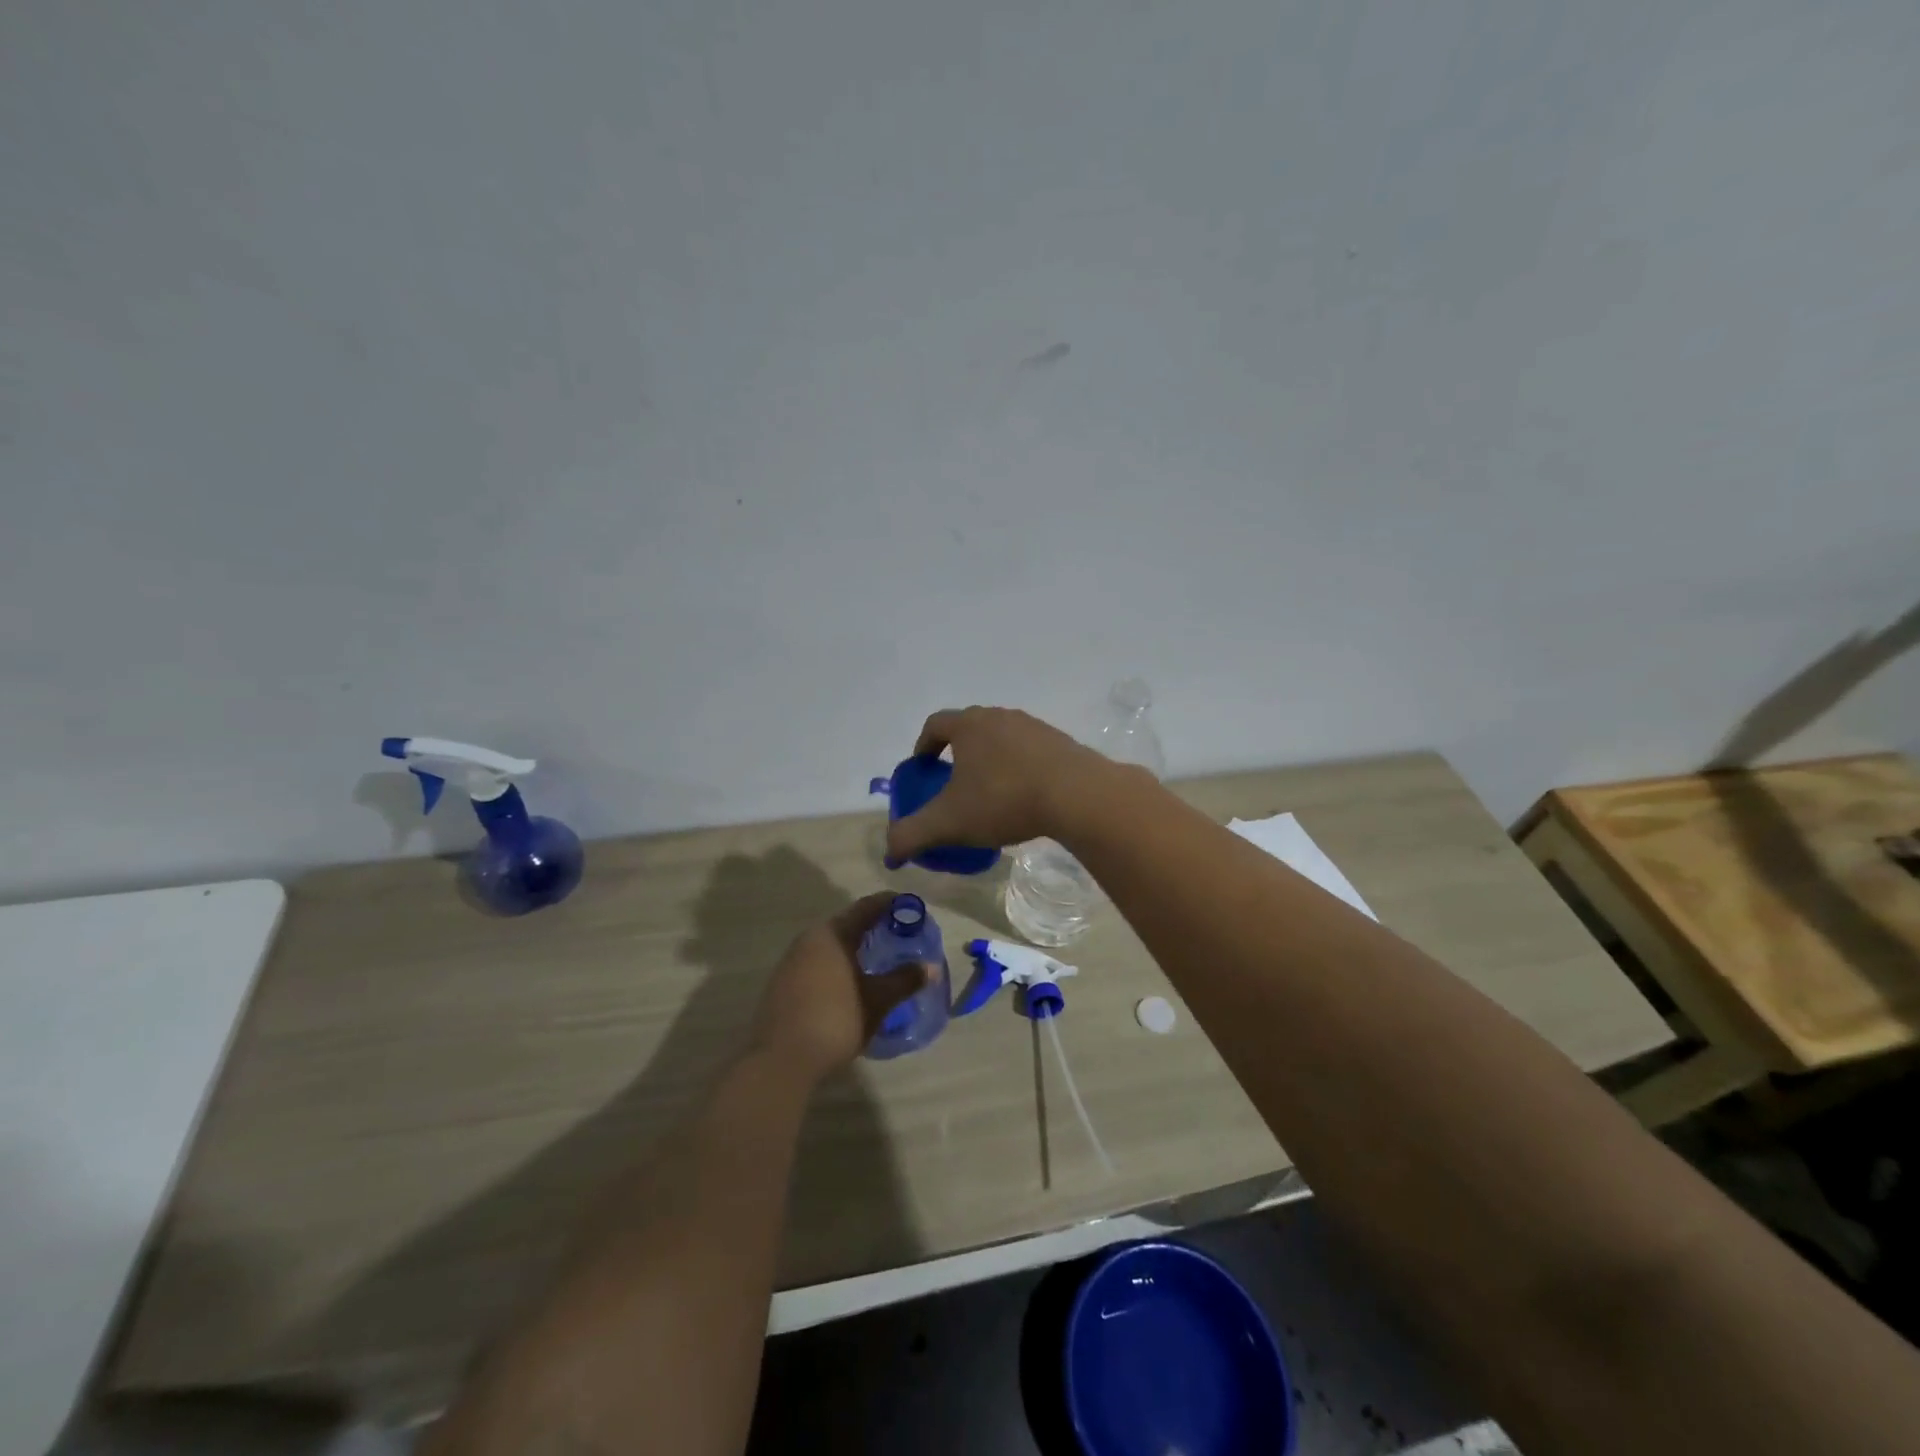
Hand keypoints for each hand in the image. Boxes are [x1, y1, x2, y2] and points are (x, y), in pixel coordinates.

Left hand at [749, 893, 929, 1085]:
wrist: (781, 1061)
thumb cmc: (835, 1020)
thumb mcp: (877, 1001)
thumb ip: (904, 980)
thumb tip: (931, 967)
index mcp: (832, 934)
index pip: (866, 907)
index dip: (891, 904)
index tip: (913, 907)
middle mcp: (809, 939)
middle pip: (848, 924)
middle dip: (875, 928)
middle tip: (900, 937)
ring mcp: (792, 962)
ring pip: (831, 945)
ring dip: (855, 949)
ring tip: (879, 961)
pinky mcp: (783, 984)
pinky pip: (818, 963)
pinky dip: (839, 965)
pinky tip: (852, 984)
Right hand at [885, 706, 1112, 862]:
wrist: (1077, 795)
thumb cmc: (1003, 800)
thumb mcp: (949, 823)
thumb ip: (912, 835)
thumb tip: (888, 851)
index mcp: (969, 725)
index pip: (936, 724)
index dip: (923, 745)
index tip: (922, 769)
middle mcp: (1000, 716)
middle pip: (969, 728)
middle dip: (957, 752)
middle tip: (953, 782)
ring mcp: (1033, 727)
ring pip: (1001, 739)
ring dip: (990, 760)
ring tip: (990, 793)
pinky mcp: (1060, 742)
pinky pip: (1030, 751)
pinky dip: (1019, 768)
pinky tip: (1024, 797)